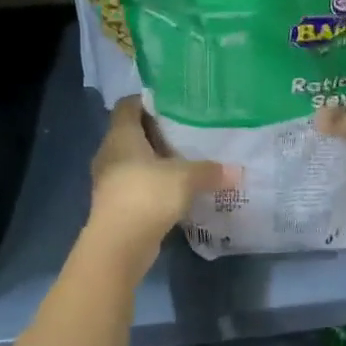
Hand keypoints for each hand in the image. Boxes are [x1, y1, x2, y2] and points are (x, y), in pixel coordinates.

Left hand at [88, 98, 232, 256]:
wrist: (119, 244)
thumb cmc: (147, 195)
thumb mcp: (185, 178)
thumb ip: (210, 171)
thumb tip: (236, 171)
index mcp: (121, 135)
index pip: (128, 105)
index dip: (149, 101)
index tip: (174, 105)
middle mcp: (110, 152)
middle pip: (132, 132)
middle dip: (158, 133)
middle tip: (188, 133)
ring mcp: (109, 180)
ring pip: (133, 161)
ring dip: (155, 161)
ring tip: (185, 162)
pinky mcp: (114, 203)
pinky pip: (135, 184)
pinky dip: (153, 184)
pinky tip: (175, 191)